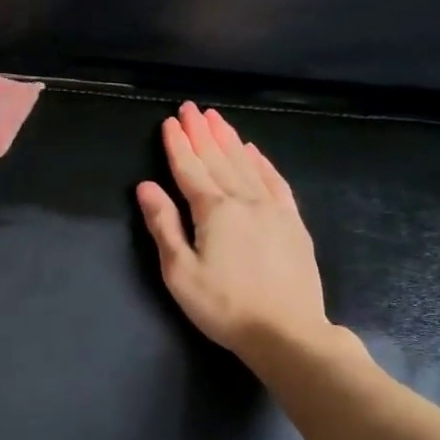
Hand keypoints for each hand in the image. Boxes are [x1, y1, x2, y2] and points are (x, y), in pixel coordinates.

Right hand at [136, 103, 349, 365]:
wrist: (287, 332)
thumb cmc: (224, 306)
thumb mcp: (180, 272)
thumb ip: (163, 225)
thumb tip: (146, 186)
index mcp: (213, 211)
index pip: (190, 169)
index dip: (177, 144)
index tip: (170, 121)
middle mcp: (244, 200)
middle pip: (218, 159)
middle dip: (202, 132)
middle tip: (191, 108)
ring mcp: (273, 209)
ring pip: (246, 164)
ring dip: (229, 139)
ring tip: (217, 118)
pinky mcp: (293, 223)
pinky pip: (275, 181)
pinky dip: (262, 162)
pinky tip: (254, 151)